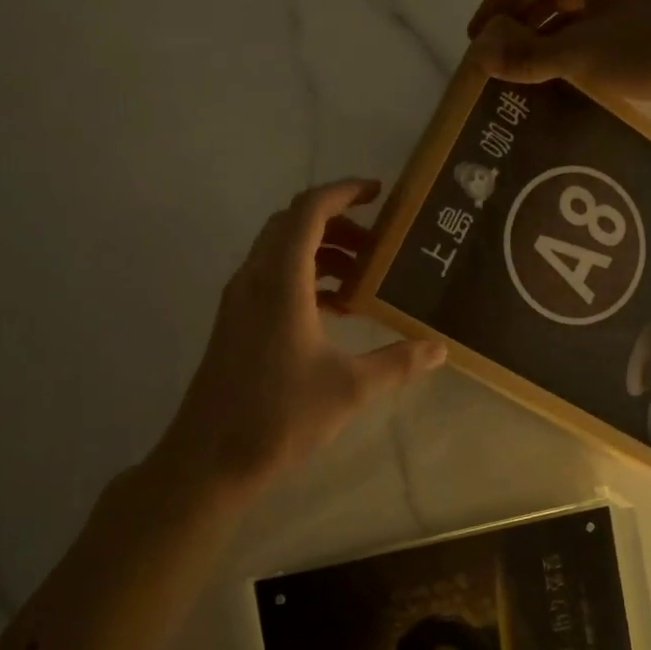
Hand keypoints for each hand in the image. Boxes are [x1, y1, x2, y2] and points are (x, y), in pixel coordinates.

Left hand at [161, 179, 446, 493]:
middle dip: (338, 223)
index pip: (310, 210)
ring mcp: (240, 299)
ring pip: (281, 251)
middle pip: (293, 223)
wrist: (210, 457)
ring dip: (322, 251)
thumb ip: (398, 362)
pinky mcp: (236, 321)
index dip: (344, 192)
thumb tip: (440, 348)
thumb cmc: (280, 415)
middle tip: (379, 244)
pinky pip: (272, 277)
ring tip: (364, 278)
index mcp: (281, 280)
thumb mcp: (350, 388)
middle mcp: (255, 277)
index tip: (379, 194)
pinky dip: (306, 277)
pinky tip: (336, 310)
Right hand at [466, 0, 650, 119]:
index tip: (473, 39)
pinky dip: (568, 55)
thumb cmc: (649, 48)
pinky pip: (591, 37)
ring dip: (542, 44)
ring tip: (517, 76)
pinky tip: (556, 83)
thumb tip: (480, 54)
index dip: (495, 7)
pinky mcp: (642, 29)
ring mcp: (627, 0)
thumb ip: (527, 54)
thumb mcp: (579, 53)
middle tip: (493, 61)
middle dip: (517, 26)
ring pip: (569, 18)